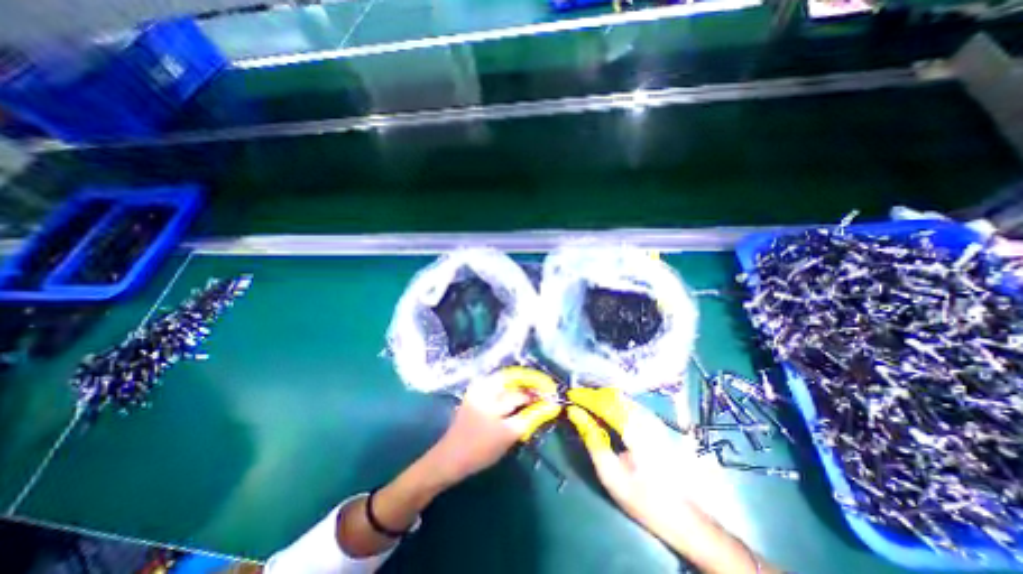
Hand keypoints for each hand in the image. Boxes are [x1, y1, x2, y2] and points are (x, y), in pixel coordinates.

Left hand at [427, 369, 562, 489]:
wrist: (450, 457)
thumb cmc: (480, 450)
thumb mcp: (508, 436)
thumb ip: (529, 418)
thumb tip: (548, 406)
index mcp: (491, 400)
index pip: (520, 394)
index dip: (537, 393)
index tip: (550, 394)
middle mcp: (484, 388)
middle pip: (513, 381)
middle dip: (529, 384)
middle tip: (543, 390)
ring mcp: (478, 388)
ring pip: (505, 380)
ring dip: (520, 383)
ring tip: (532, 390)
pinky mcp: (475, 392)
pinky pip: (497, 383)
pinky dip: (509, 385)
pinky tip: (516, 393)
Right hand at [558, 388, 703, 526]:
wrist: (684, 517)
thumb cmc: (643, 498)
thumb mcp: (610, 473)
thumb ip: (591, 438)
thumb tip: (574, 412)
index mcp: (635, 428)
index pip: (604, 402)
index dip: (585, 396)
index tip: (569, 395)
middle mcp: (645, 417)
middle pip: (613, 395)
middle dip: (592, 395)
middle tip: (575, 400)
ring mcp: (652, 418)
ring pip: (621, 397)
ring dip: (601, 398)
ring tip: (585, 404)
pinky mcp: (655, 423)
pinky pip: (628, 404)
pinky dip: (612, 403)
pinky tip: (603, 412)